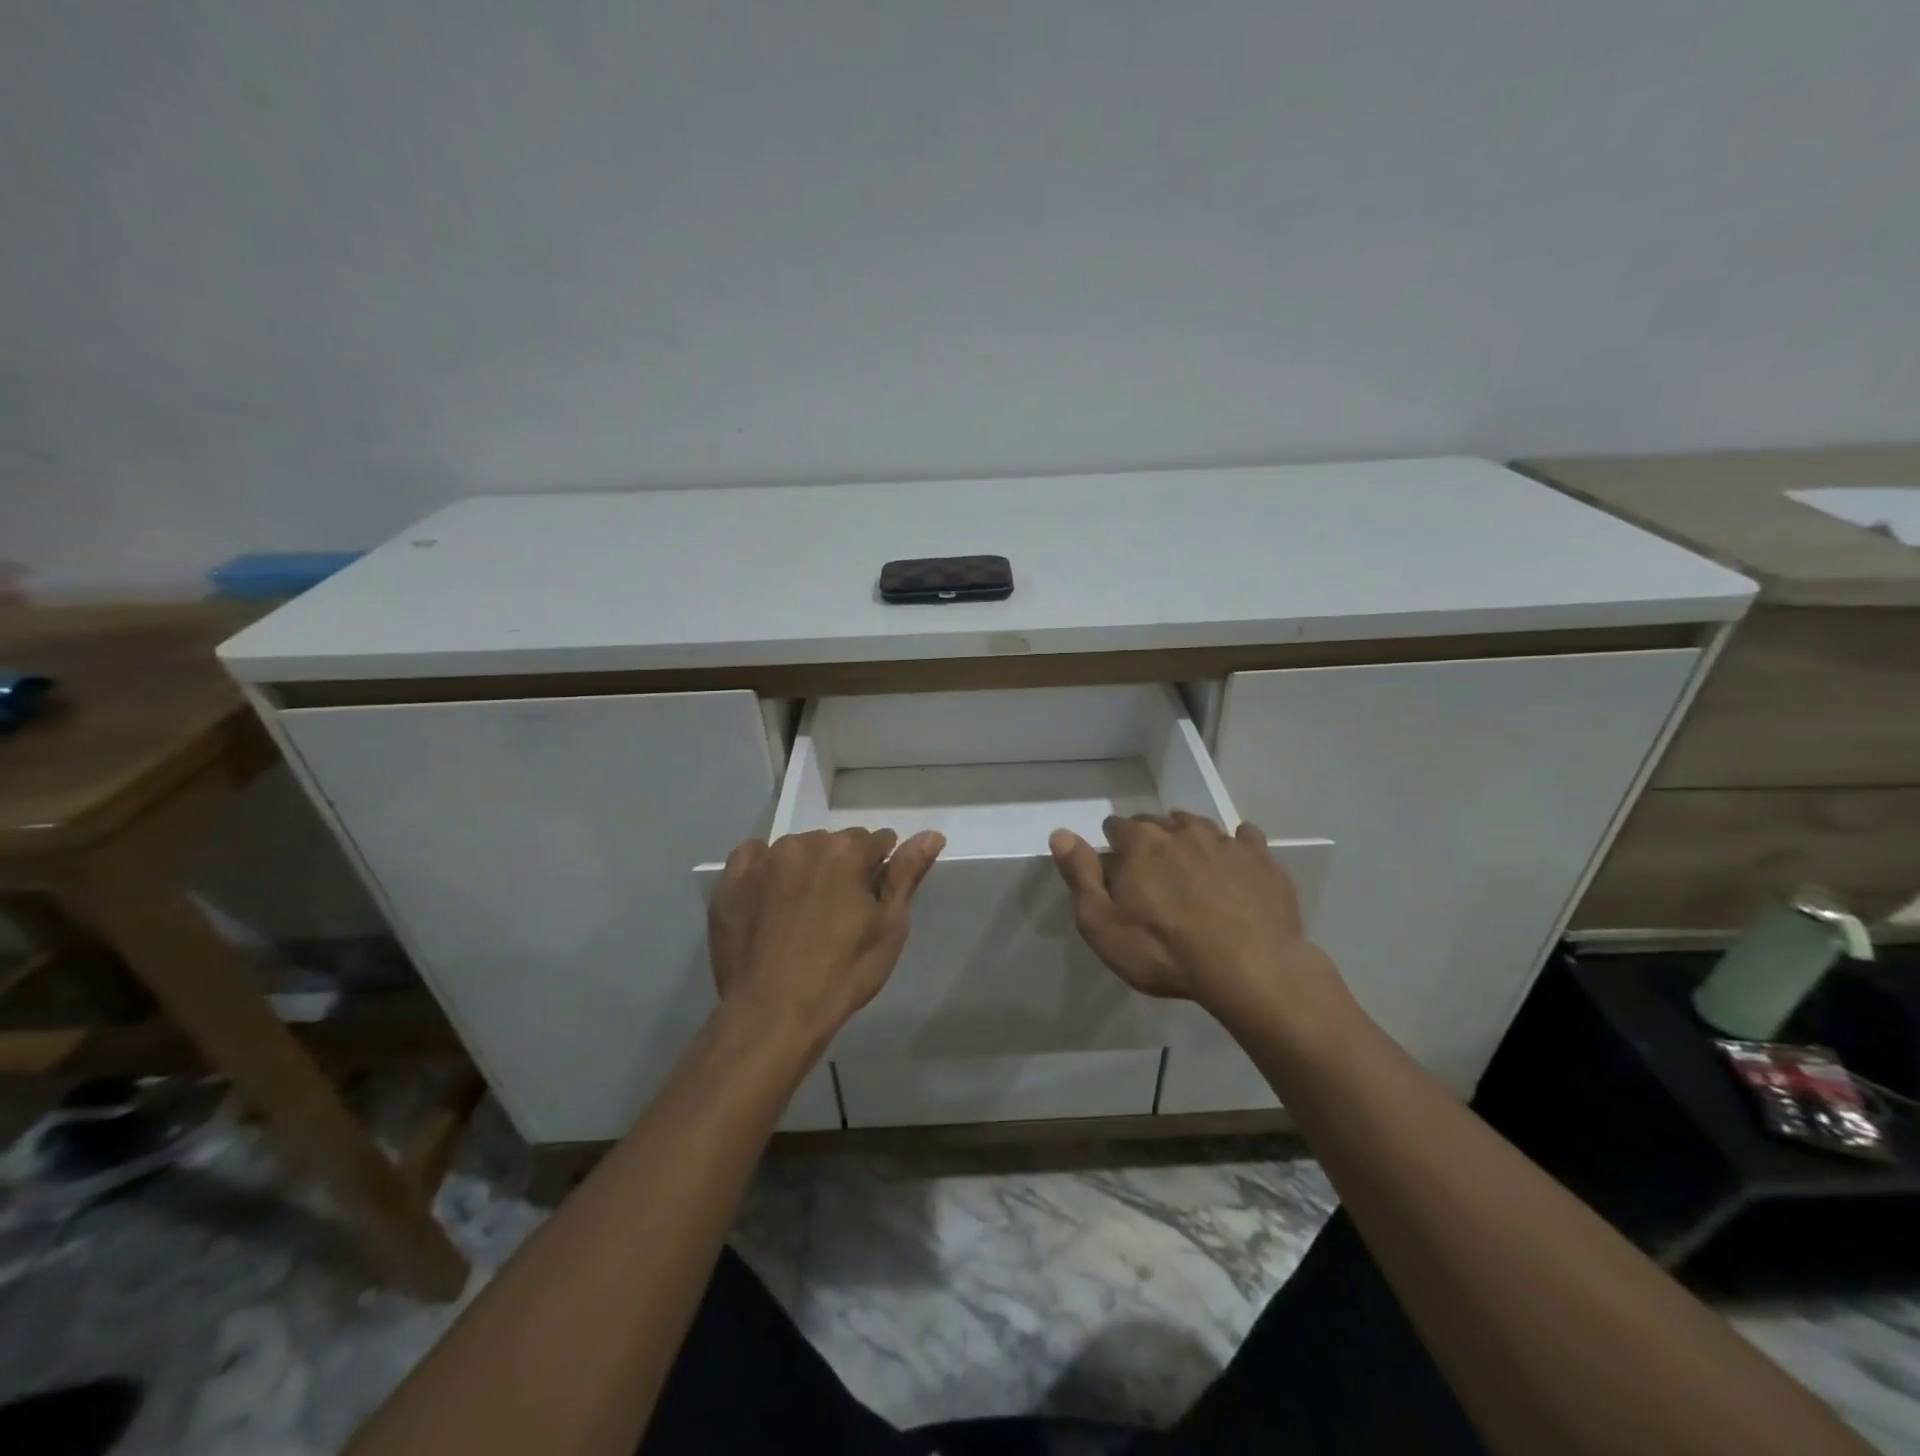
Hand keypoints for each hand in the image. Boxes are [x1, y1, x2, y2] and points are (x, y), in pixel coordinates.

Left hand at [708, 827, 943, 1044]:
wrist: (773, 1014)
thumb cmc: (843, 972)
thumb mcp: (889, 927)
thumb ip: (907, 874)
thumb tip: (932, 834)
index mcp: (846, 850)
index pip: (876, 842)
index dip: (878, 871)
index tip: (870, 902)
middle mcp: (803, 843)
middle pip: (834, 844)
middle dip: (841, 869)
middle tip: (837, 914)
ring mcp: (763, 861)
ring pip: (795, 851)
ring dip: (804, 870)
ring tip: (801, 914)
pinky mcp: (730, 882)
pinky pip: (753, 858)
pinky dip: (764, 871)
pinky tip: (768, 901)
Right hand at [1049, 812, 1339, 1019]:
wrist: (1249, 969)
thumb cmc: (1164, 951)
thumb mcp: (1102, 924)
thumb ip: (1080, 876)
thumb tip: (1060, 834)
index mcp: (1141, 842)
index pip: (1117, 825)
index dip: (1113, 845)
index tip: (1116, 867)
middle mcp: (1182, 830)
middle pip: (1158, 822)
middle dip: (1150, 840)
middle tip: (1152, 872)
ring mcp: (1226, 841)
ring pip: (1199, 827)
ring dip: (1189, 840)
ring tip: (1189, 867)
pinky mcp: (1262, 859)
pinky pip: (1245, 838)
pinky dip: (1236, 846)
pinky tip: (1236, 864)